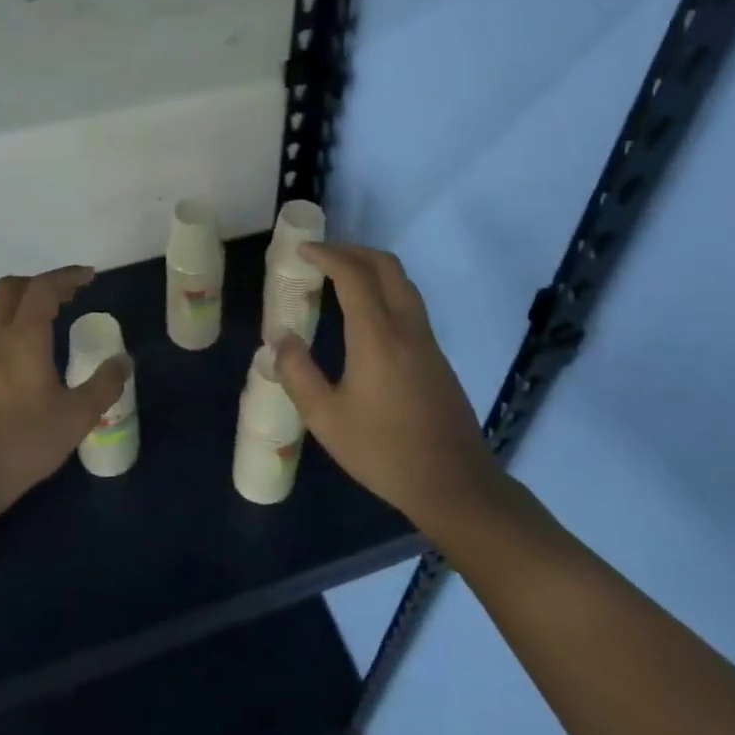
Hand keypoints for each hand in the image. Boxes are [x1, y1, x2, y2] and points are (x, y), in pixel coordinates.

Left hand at [0, 266, 130, 520]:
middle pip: (11, 288)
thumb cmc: (23, 443)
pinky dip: (16, 324)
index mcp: (23, 339)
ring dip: (27, 303)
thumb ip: (104, 385)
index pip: (43, 289)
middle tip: (71, 294)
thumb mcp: (76, 417)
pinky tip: (34, 353)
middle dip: (42, 282)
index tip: (90, 276)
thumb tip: (124, 361)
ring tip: (56, 318)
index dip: (67, 276)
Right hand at [273, 243, 497, 534]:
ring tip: (340, 278)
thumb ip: (298, 374)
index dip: (328, 255)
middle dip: (352, 251)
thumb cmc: (384, 452)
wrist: (454, 483)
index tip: (302, 251)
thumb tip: (280, 338)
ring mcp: (427, 340)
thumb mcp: (326, 419)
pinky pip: (409, 303)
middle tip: (322, 256)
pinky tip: (365, 314)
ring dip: (371, 268)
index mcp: (378, 337)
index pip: (354, 275)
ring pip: (403, 283)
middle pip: (386, 266)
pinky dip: (384, 289)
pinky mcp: (436, 356)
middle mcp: (407, 327)